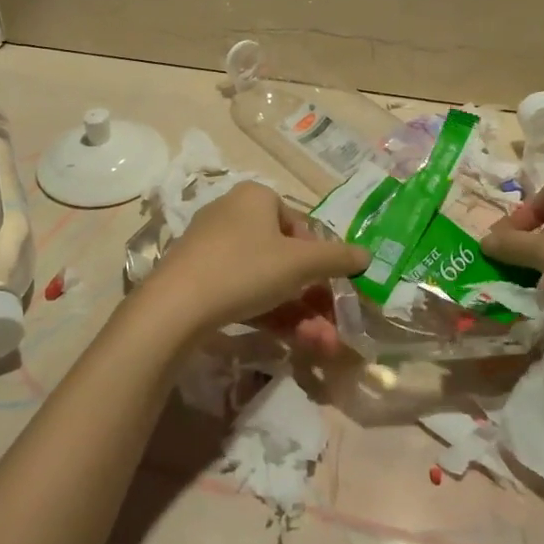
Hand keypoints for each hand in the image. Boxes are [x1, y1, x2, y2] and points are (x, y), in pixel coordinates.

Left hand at [141, 182, 368, 336]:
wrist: (176, 306)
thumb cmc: (245, 268)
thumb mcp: (300, 263)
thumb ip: (337, 258)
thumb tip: (367, 254)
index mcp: (256, 197)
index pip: (299, 225)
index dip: (320, 259)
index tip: (331, 288)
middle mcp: (232, 214)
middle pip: (285, 257)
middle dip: (313, 297)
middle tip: (331, 329)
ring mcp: (212, 247)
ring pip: (266, 280)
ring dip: (298, 313)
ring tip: (320, 345)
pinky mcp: (198, 278)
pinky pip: (243, 291)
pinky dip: (269, 313)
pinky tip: (290, 341)